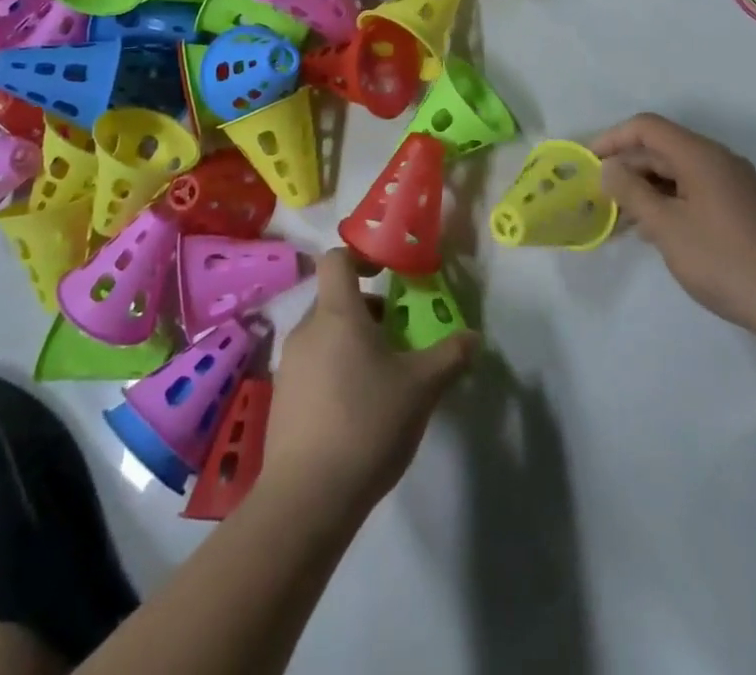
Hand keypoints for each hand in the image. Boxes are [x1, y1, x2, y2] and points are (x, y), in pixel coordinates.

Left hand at [264, 249, 477, 517]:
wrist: (306, 499)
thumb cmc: (366, 423)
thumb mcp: (421, 388)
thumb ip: (449, 357)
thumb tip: (474, 338)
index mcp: (336, 314)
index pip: (337, 259)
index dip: (361, 256)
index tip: (387, 273)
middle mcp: (306, 330)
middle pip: (335, 300)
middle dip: (367, 311)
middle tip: (399, 335)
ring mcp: (289, 366)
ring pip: (324, 336)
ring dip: (352, 343)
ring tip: (383, 377)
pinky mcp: (281, 401)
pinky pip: (312, 367)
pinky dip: (335, 372)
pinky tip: (358, 411)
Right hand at [591, 113, 755, 346]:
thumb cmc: (726, 261)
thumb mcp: (667, 228)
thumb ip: (632, 192)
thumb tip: (609, 167)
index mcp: (700, 155)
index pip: (646, 127)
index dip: (612, 138)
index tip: (586, 163)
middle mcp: (717, 160)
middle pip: (661, 147)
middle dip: (626, 166)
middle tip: (596, 194)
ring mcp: (732, 184)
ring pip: (676, 172)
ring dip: (645, 187)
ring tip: (617, 216)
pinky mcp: (740, 208)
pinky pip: (693, 191)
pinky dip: (667, 201)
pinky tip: (653, 230)